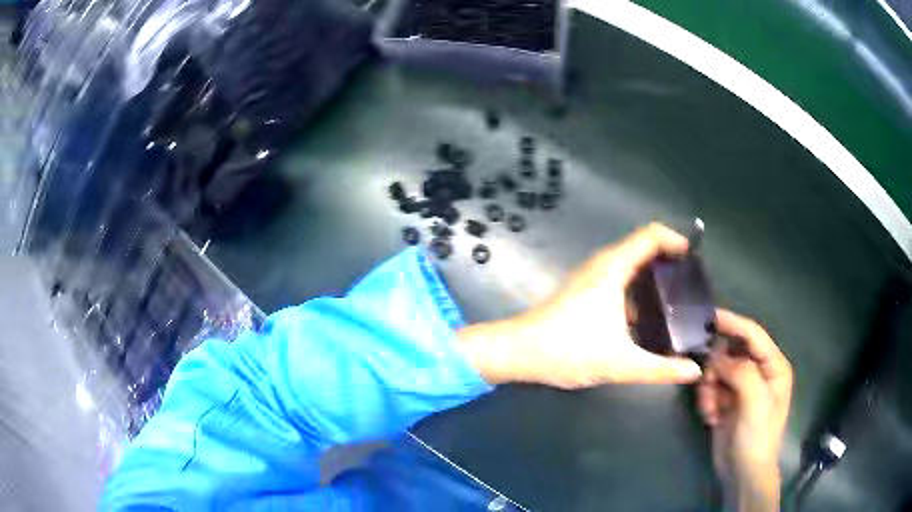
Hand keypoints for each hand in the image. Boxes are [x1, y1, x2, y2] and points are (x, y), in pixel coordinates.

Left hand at [458, 223, 702, 388]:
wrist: (518, 352)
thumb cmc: (568, 350)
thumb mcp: (620, 363)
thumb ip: (660, 369)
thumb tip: (693, 370)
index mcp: (613, 268)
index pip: (651, 236)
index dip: (675, 240)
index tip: (695, 259)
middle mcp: (603, 266)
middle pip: (643, 250)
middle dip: (670, 263)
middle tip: (693, 285)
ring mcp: (591, 279)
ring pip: (631, 269)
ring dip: (654, 279)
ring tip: (679, 301)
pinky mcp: (585, 294)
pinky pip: (620, 284)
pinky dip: (639, 293)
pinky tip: (650, 318)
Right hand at [697, 310, 792, 511]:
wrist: (742, 473)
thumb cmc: (756, 438)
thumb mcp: (755, 403)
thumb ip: (741, 372)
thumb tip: (717, 355)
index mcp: (773, 366)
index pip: (752, 335)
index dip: (732, 322)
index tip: (708, 316)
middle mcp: (759, 371)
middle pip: (731, 351)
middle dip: (716, 367)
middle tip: (709, 386)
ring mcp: (742, 386)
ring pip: (717, 370)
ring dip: (709, 388)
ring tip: (710, 410)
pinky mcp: (727, 400)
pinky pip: (710, 387)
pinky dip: (706, 400)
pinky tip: (711, 417)